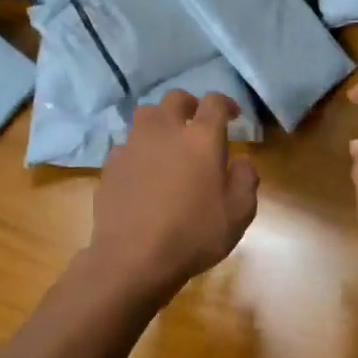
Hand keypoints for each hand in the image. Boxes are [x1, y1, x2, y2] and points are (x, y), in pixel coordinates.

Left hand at [87, 90, 258, 301]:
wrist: (133, 259)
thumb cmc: (194, 234)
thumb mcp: (239, 213)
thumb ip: (246, 179)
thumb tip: (240, 160)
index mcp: (201, 138)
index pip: (214, 102)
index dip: (226, 103)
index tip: (232, 115)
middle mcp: (165, 131)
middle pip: (175, 98)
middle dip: (190, 105)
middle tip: (197, 122)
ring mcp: (133, 145)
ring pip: (146, 115)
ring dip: (160, 121)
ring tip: (167, 142)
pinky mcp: (111, 164)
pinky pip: (127, 144)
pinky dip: (139, 149)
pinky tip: (143, 170)